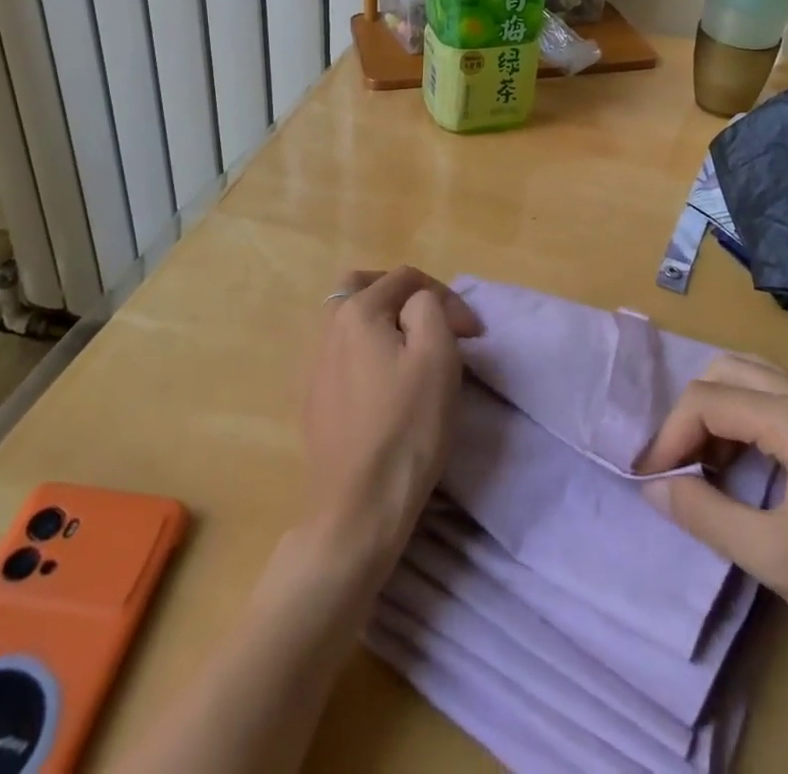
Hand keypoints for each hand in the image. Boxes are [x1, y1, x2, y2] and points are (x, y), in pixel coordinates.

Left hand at [300, 267, 480, 574]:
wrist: (358, 507)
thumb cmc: (406, 426)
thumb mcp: (437, 354)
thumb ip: (429, 308)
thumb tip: (419, 304)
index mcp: (356, 311)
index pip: (406, 279)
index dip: (447, 297)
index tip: (473, 335)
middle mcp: (327, 329)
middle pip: (362, 287)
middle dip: (401, 294)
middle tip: (431, 318)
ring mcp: (314, 366)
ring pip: (349, 320)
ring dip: (383, 321)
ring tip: (413, 350)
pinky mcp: (314, 399)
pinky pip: (342, 353)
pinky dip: (367, 349)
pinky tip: (386, 381)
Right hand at [637, 354, 787, 680]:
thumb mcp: (773, 557)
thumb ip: (705, 514)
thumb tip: (654, 486)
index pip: (710, 399)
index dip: (671, 434)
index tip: (651, 476)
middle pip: (728, 371)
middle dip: (693, 413)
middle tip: (679, 464)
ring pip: (753, 377)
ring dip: (720, 410)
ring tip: (707, 464)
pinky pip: (778, 397)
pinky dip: (747, 416)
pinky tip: (745, 463)